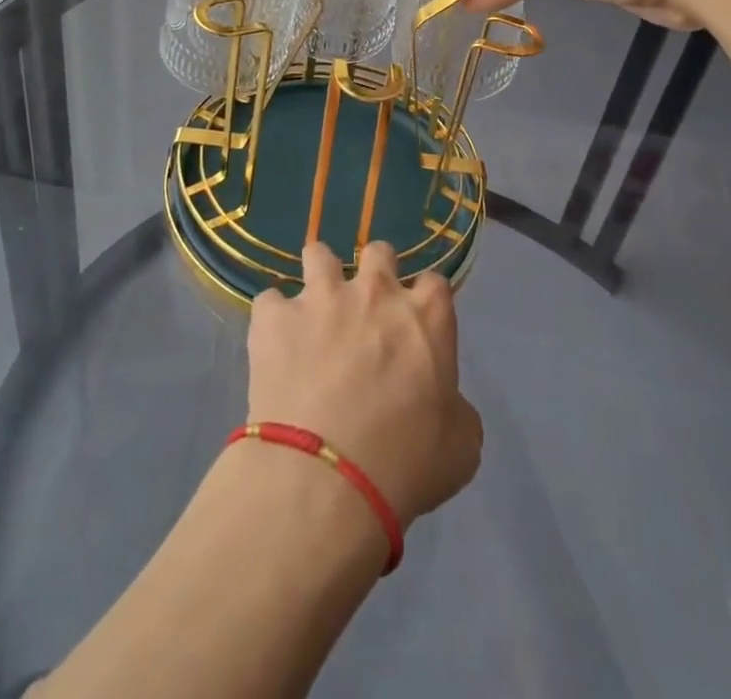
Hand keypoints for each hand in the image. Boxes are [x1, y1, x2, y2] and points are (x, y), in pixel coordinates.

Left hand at [247, 242, 481, 529]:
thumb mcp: (460, 446)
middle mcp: (375, 291)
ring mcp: (320, 297)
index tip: (416, 325)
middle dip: (374, 273)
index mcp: (426, 316)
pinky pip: (269, 301)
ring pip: (318, 254)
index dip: (424, 301)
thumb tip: (442, 401)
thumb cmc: (405, 464)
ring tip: (314, 310)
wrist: (325, 477)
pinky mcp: (274, 317)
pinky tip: (274, 344)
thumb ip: (454, 407)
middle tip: (366, 310)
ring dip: (319, 277)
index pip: (434, 283)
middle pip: (378, 252)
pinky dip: (273, 320)